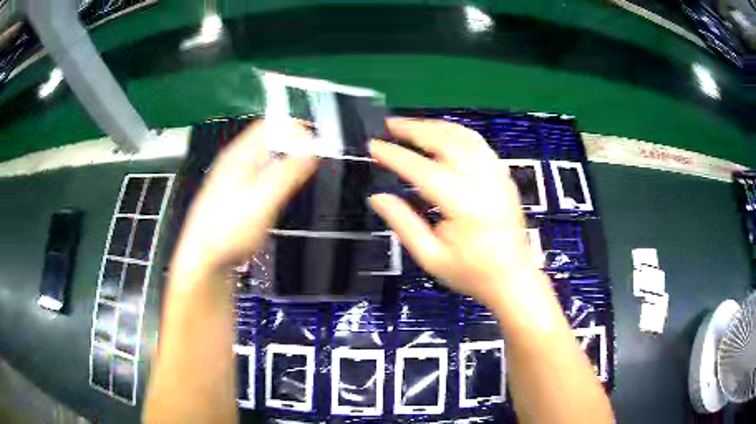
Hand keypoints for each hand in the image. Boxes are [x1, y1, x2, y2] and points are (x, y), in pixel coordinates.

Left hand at [172, 120, 318, 276]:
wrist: (204, 260)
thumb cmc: (229, 229)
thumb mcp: (263, 199)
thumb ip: (288, 172)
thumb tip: (311, 149)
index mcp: (238, 155)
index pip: (269, 125)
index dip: (294, 129)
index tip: (315, 144)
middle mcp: (233, 162)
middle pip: (266, 141)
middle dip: (291, 147)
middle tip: (310, 162)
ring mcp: (231, 180)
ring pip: (263, 160)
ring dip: (283, 164)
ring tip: (298, 177)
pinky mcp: (232, 197)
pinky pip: (258, 177)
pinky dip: (273, 179)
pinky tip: (276, 196)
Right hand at [370, 118, 537, 304]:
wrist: (512, 278)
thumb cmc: (471, 273)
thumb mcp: (430, 256)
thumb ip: (402, 223)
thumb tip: (377, 197)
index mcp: (463, 203)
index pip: (421, 169)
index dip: (394, 155)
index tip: (372, 146)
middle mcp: (482, 180)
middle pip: (444, 141)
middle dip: (414, 129)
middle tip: (389, 124)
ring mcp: (496, 174)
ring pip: (463, 136)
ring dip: (435, 126)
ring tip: (411, 125)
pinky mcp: (503, 175)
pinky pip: (478, 143)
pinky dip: (456, 132)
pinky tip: (443, 134)